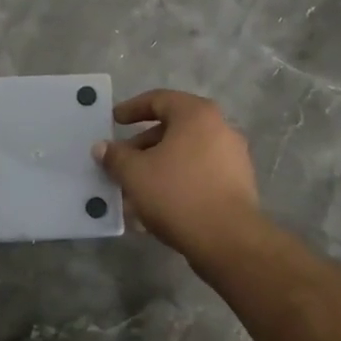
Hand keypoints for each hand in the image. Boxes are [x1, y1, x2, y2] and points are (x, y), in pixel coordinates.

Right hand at [94, 90, 262, 263]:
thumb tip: (102, 147)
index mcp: (196, 115)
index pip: (159, 99)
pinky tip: (156, 206)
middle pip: (173, 129)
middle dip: (142, 146)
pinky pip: (199, 174)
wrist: (228, 240)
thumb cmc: (177, 194)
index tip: (114, 121)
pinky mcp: (238, 185)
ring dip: (157, 167)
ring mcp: (233, 157)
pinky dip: (176, 182)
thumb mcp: (134, 173)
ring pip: (185, 155)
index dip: (132, 108)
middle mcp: (220, 128)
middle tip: (121, 163)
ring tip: (134, 190)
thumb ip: (115, 156)